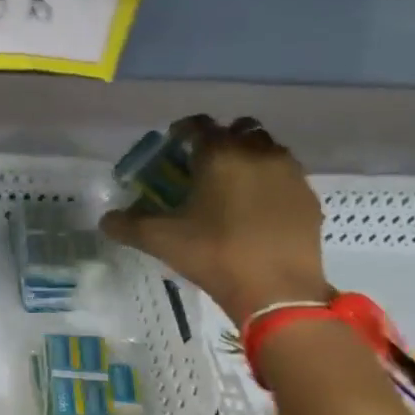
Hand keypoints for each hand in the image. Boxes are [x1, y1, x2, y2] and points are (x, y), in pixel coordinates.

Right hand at [102, 114, 328, 322]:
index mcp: (219, 155)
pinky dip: (269, 182)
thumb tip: (106, 219)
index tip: (172, 146)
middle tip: (203, 166)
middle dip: (220, 140)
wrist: (277, 289)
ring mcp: (289, 173)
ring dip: (248, 158)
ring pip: (267, 149)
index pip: (199, 125)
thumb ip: (128, 225)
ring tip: (232, 187)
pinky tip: (257, 210)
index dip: (182, 131)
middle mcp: (257, 153)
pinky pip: (285, 176)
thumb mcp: (161, 241)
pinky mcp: (308, 196)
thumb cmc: (214, 254)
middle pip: (239, 130)